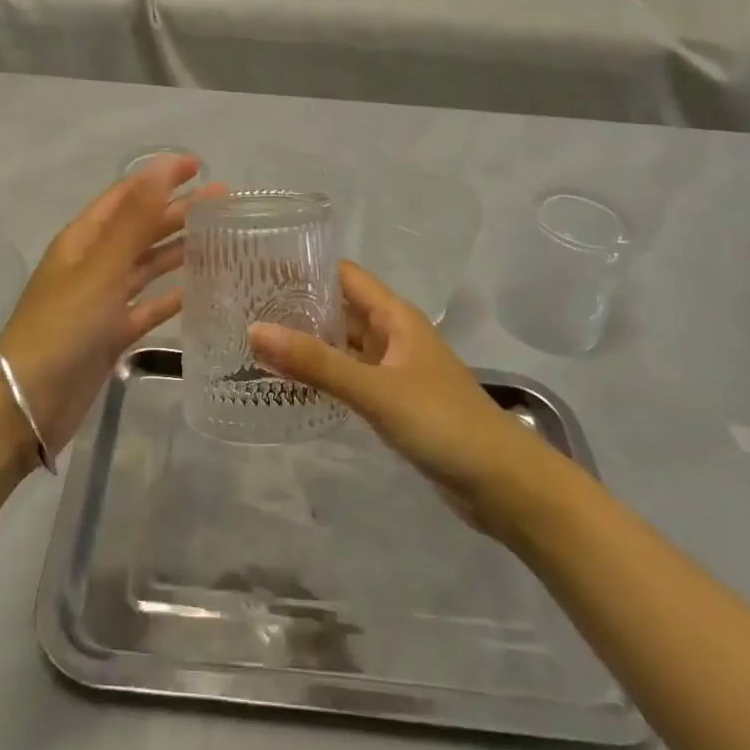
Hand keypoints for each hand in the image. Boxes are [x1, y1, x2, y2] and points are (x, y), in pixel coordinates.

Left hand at [0, 154, 213, 456]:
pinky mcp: (112, 333)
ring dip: (179, 249)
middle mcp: (93, 263)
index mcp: (83, 239)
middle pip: (140, 228)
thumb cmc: (63, 326)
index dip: (160, 177)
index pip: (126, 195)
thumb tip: (161, 167)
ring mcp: (102, 300)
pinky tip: (200, 289)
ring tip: (220, 238)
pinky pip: (148, 306)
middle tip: (223, 202)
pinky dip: (171, 295)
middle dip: (178, 211)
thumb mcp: (101, 267)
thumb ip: (135, 219)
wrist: (28, 403)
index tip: (199, 166)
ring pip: (147, 265)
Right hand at [249, 262, 539, 528]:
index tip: (259, 265)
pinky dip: (324, 373)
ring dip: (309, 341)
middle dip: (299, 304)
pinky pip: (351, 376)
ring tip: (257, 340)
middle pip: (341, 307)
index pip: (343, 275)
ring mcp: (394, 369)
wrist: (503, 484)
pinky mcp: (394, 401)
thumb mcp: (375, 390)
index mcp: (395, 316)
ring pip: (344, 344)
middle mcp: (393, 335)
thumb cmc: (443, 423)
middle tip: (245, 305)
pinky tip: (292, 382)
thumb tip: (254, 330)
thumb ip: (316, 363)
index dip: (305, 266)